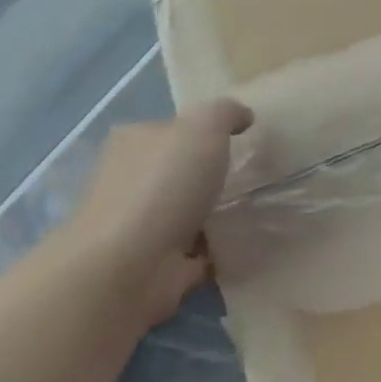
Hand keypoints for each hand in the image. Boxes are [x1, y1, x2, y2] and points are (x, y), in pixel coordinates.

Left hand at [65, 100, 250, 326]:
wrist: (126, 268)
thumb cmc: (163, 184)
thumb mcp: (205, 125)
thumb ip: (226, 113)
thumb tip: (242, 117)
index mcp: (134, 142)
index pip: (171, 128)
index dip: (203, 130)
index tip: (237, 139)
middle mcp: (129, 182)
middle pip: (177, 171)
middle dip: (207, 175)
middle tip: (250, 175)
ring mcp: (138, 227)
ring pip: (184, 212)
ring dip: (213, 214)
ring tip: (254, 209)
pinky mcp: (152, 266)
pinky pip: (193, 252)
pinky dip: (214, 250)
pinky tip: (242, 243)